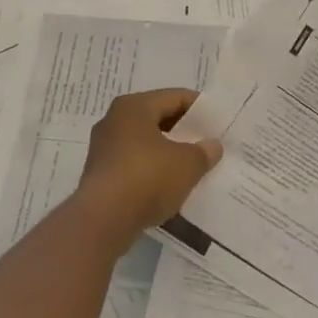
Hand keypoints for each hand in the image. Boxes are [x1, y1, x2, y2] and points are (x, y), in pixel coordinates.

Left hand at [76, 89, 222, 238]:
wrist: (103, 220)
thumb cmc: (147, 178)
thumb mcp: (187, 164)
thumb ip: (203, 152)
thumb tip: (212, 145)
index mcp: (134, 107)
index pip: (174, 97)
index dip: (199, 108)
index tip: (217, 123)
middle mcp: (114, 121)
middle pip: (157, 118)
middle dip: (183, 131)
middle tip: (207, 144)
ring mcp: (103, 149)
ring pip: (144, 143)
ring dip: (167, 152)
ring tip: (192, 166)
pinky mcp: (100, 175)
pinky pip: (133, 164)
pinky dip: (152, 170)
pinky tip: (169, 186)